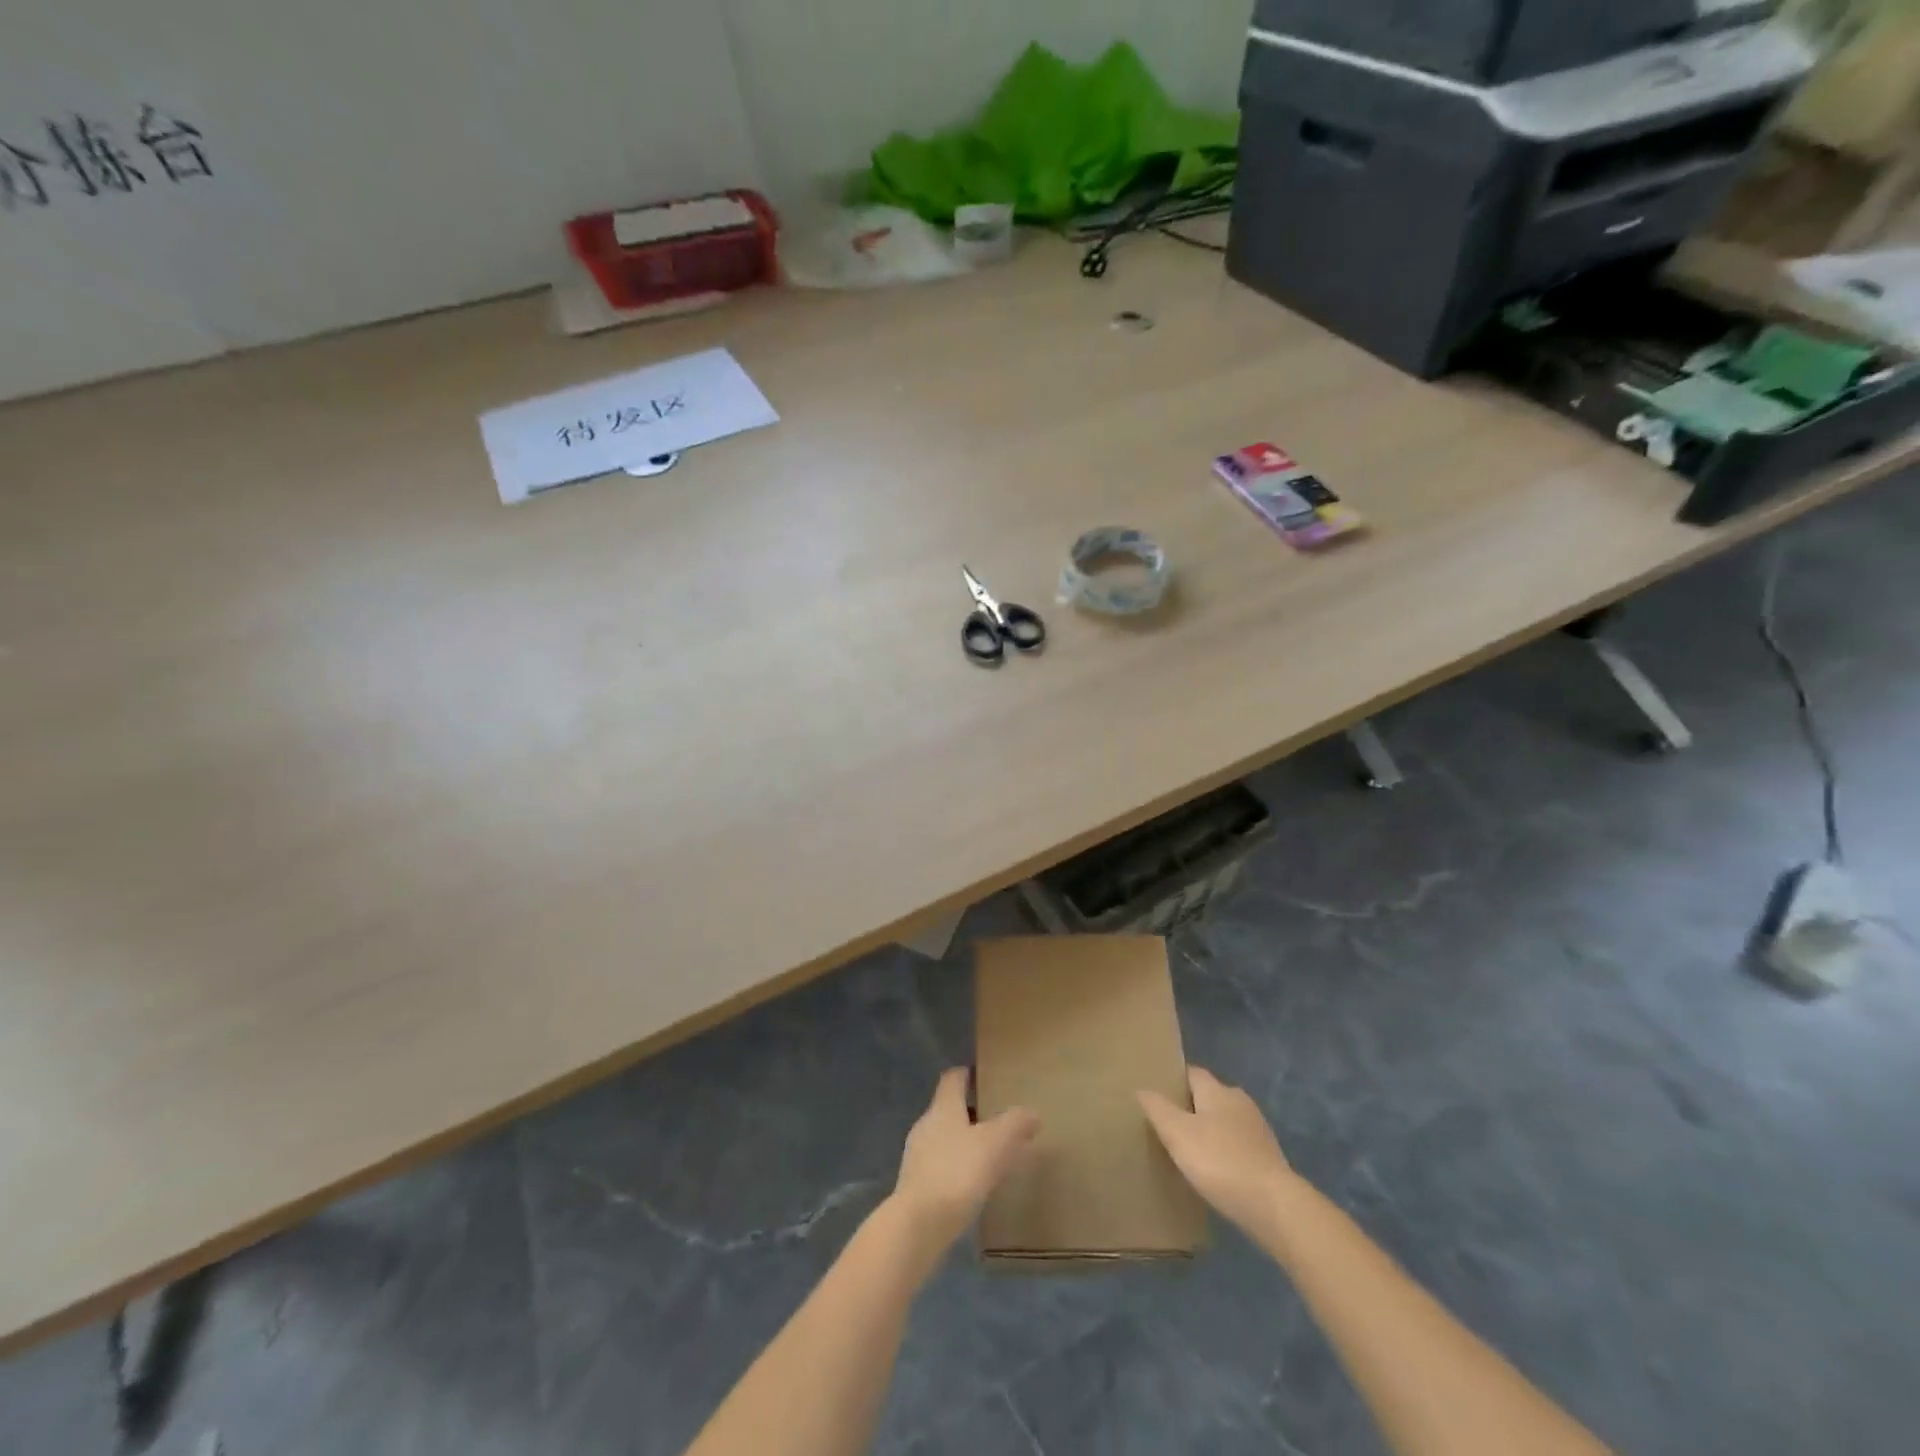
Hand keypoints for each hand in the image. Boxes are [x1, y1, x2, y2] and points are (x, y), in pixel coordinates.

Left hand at [890, 1068, 1039, 1257]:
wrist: (919, 1225)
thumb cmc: (958, 1172)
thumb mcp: (995, 1144)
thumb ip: (1015, 1124)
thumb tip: (1032, 1113)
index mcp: (943, 1107)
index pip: (952, 1079)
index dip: (967, 1074)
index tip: (983, 1077)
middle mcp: (926, 1124)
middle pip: (948, 1108)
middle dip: (971, 1112)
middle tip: (997, 1120)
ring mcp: (917, 1155)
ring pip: (944, 1138)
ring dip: (965, 1142)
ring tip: (989, 1154)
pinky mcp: (916, 1185)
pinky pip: (941, 1166)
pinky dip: (957, 1168)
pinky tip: (973, 1185)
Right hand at [1139, 1067, 1292, 1235]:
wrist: (1273, 1206)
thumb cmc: (1220, 1161)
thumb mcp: (1177, 1133)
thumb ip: (1157, 1108)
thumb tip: (1141, 1088)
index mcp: (1218, 1091)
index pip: (1192, 1072)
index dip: (1173, 1080)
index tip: (1155, 1092)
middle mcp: (1240, 1102)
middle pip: (1209, 1096)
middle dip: (1189, 1106)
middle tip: (1165, 1122)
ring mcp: (1257, 1129)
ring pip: (1224, 1121)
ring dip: (1207, 1130)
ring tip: (1186, 1148)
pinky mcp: (1267, 1157)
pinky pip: (1236, 1144)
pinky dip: (1223, 1151)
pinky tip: (1212, 1170)